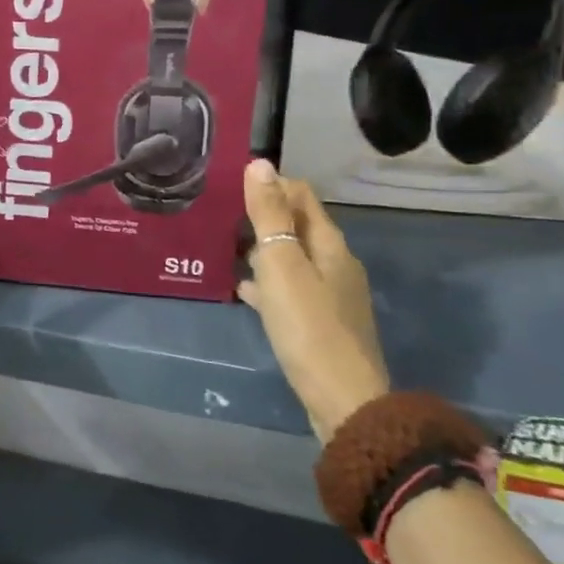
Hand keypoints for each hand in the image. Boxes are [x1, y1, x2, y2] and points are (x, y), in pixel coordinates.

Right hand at [240, 160, 389, 442]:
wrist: (343, 400)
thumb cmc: (308, 325)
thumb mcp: (281, 264)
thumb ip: (268, 215)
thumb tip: (259, 164)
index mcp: (329, 244)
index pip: (301, 195)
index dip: (270, 184)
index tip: (232, 185)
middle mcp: (335, 263)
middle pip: (297, 225)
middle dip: (263, 216)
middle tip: (221, 215)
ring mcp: (330, 294)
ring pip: (291, 258)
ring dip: (262, 249)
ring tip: (225, 247)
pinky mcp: (321, 322)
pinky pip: (289, 288)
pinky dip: (267, 282)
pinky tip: (244, 289)